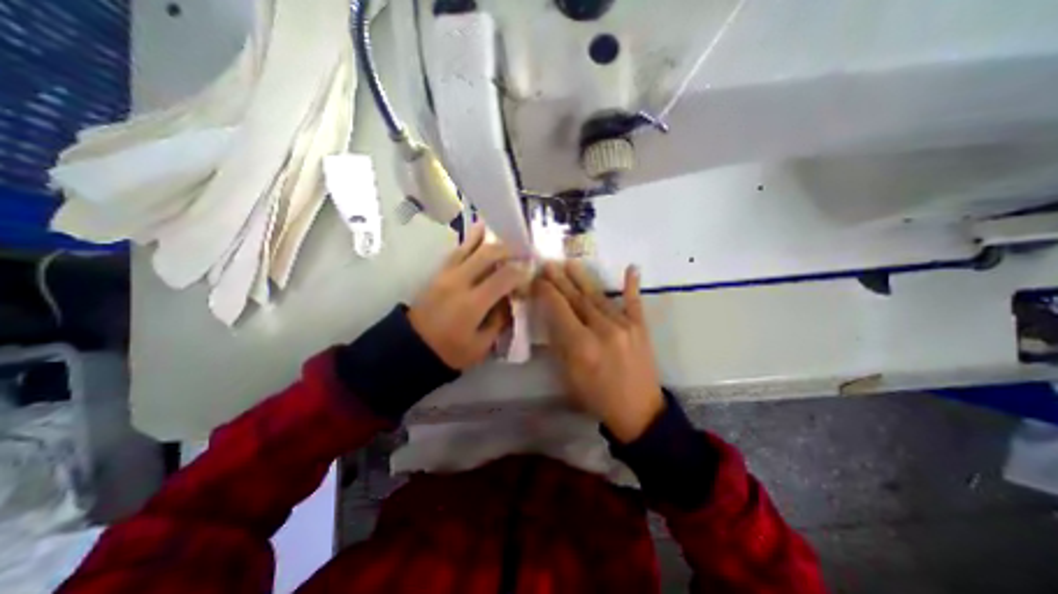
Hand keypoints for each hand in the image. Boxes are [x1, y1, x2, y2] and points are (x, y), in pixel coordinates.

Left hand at [412, 223, 528, 369]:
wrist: (412, 348)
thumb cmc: (450, 352)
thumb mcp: (482, 345)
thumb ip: (499, 320)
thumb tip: (510, 299)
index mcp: (472, 303)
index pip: (503, 277)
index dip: (520, 271)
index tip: (530, 272)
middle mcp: (459, 282)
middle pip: (487, 254)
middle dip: (509, 249)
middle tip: (522, 251)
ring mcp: (446, 275)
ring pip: (469, 247)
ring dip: (488, 238)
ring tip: (503, 233)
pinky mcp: (438, 273)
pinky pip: (456, 251)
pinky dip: (470, 240)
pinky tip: (479, 233)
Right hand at [537, 261, 658, 440]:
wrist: (638, 411)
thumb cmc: (597, 396)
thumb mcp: (569, 376)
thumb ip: (560, 344)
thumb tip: (552, 317)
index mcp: (582, 346)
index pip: (560, 310)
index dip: (547, 292)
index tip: (537, 279)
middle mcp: (603, 330)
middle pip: (577, 299)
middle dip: (560, 280)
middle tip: (549, 264)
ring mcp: (625, 326)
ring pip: (598, 297)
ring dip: (582, 279)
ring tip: (570, 263)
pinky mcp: (641, 327)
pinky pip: (634, 302)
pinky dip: (631, 285)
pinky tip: (632, 268)